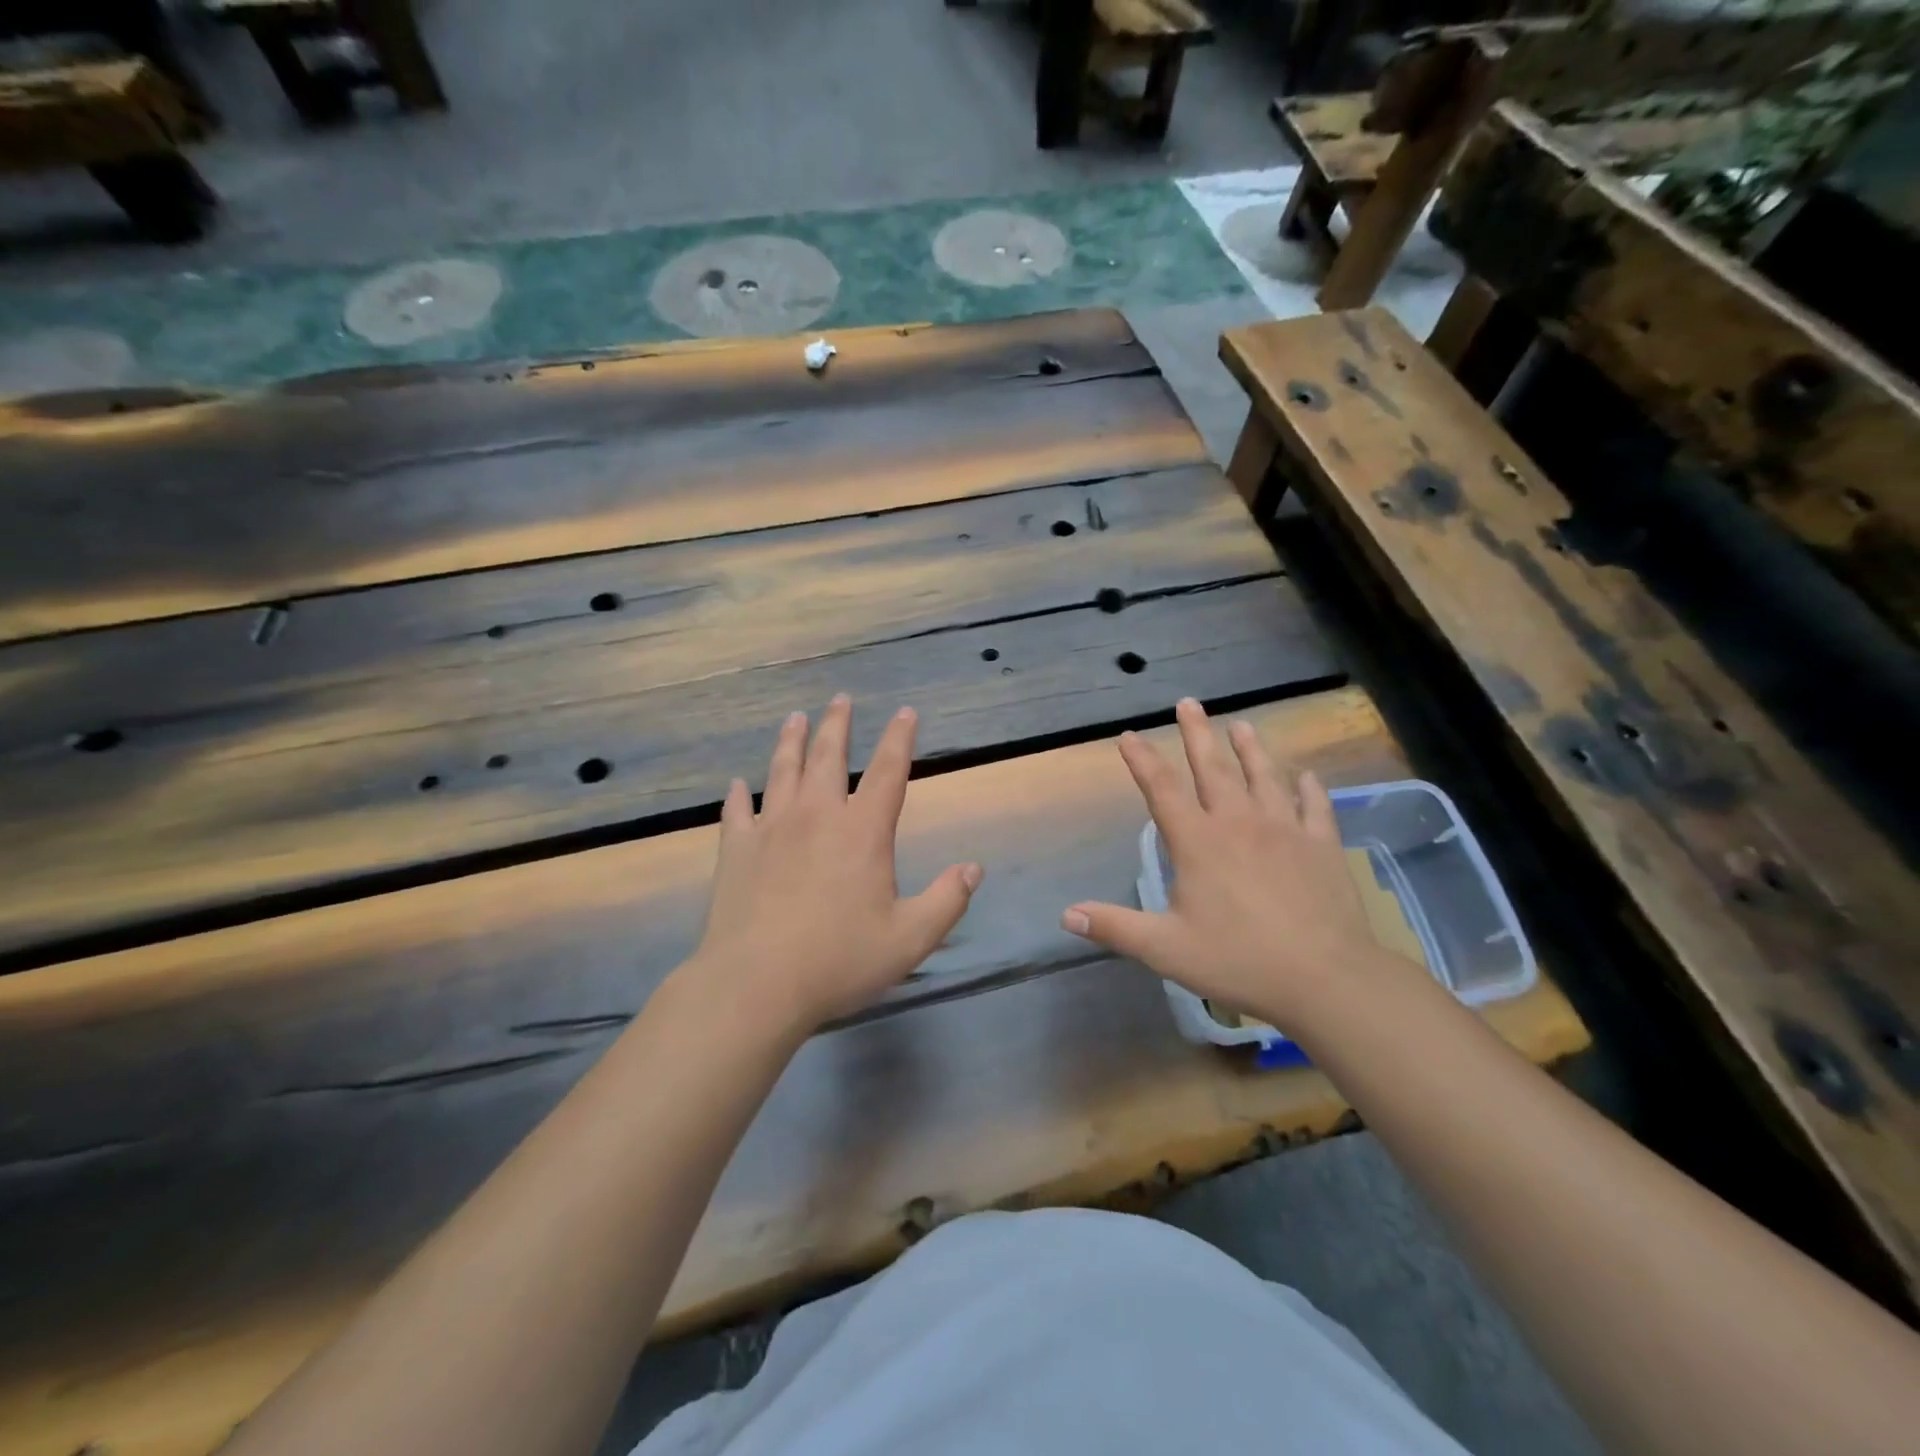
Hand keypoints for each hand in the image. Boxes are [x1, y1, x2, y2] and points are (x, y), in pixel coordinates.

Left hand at [687, 695, 982, 1035]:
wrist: (756, 984)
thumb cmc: (839, 960)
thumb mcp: (910, 938)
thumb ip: (947, 900)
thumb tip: (974, 869)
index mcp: (862, 831)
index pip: (889, 771)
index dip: (900, 738)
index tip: (906, 712)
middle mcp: (817, 816)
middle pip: (828, 756)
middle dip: (837, 724)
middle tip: (840, 699)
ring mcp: (771, 829)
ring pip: (782, 771)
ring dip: (790, 742)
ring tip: (795, 718)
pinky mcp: (736, 851)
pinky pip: (736, 812)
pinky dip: (738, 795)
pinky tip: (736, 784)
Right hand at [1061, 698, 1379, 1032]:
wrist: (1325, 977)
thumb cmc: (1238, 960)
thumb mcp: (1165, 949)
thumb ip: (1115, 928)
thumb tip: (1067, 914)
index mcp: (1198, 842)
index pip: (1161, 789)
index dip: (1142, 759)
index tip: (1130, 735)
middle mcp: (1238, 823)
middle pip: (1213, 768)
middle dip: (1196, 733)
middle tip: (1189, 703)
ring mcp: (1284, 829)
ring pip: (1264, 776)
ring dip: (1251, 748)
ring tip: (1242, 724)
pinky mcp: (1321, 844)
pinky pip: (1314, 805)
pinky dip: (1308, 787)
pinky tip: (1306, 775)